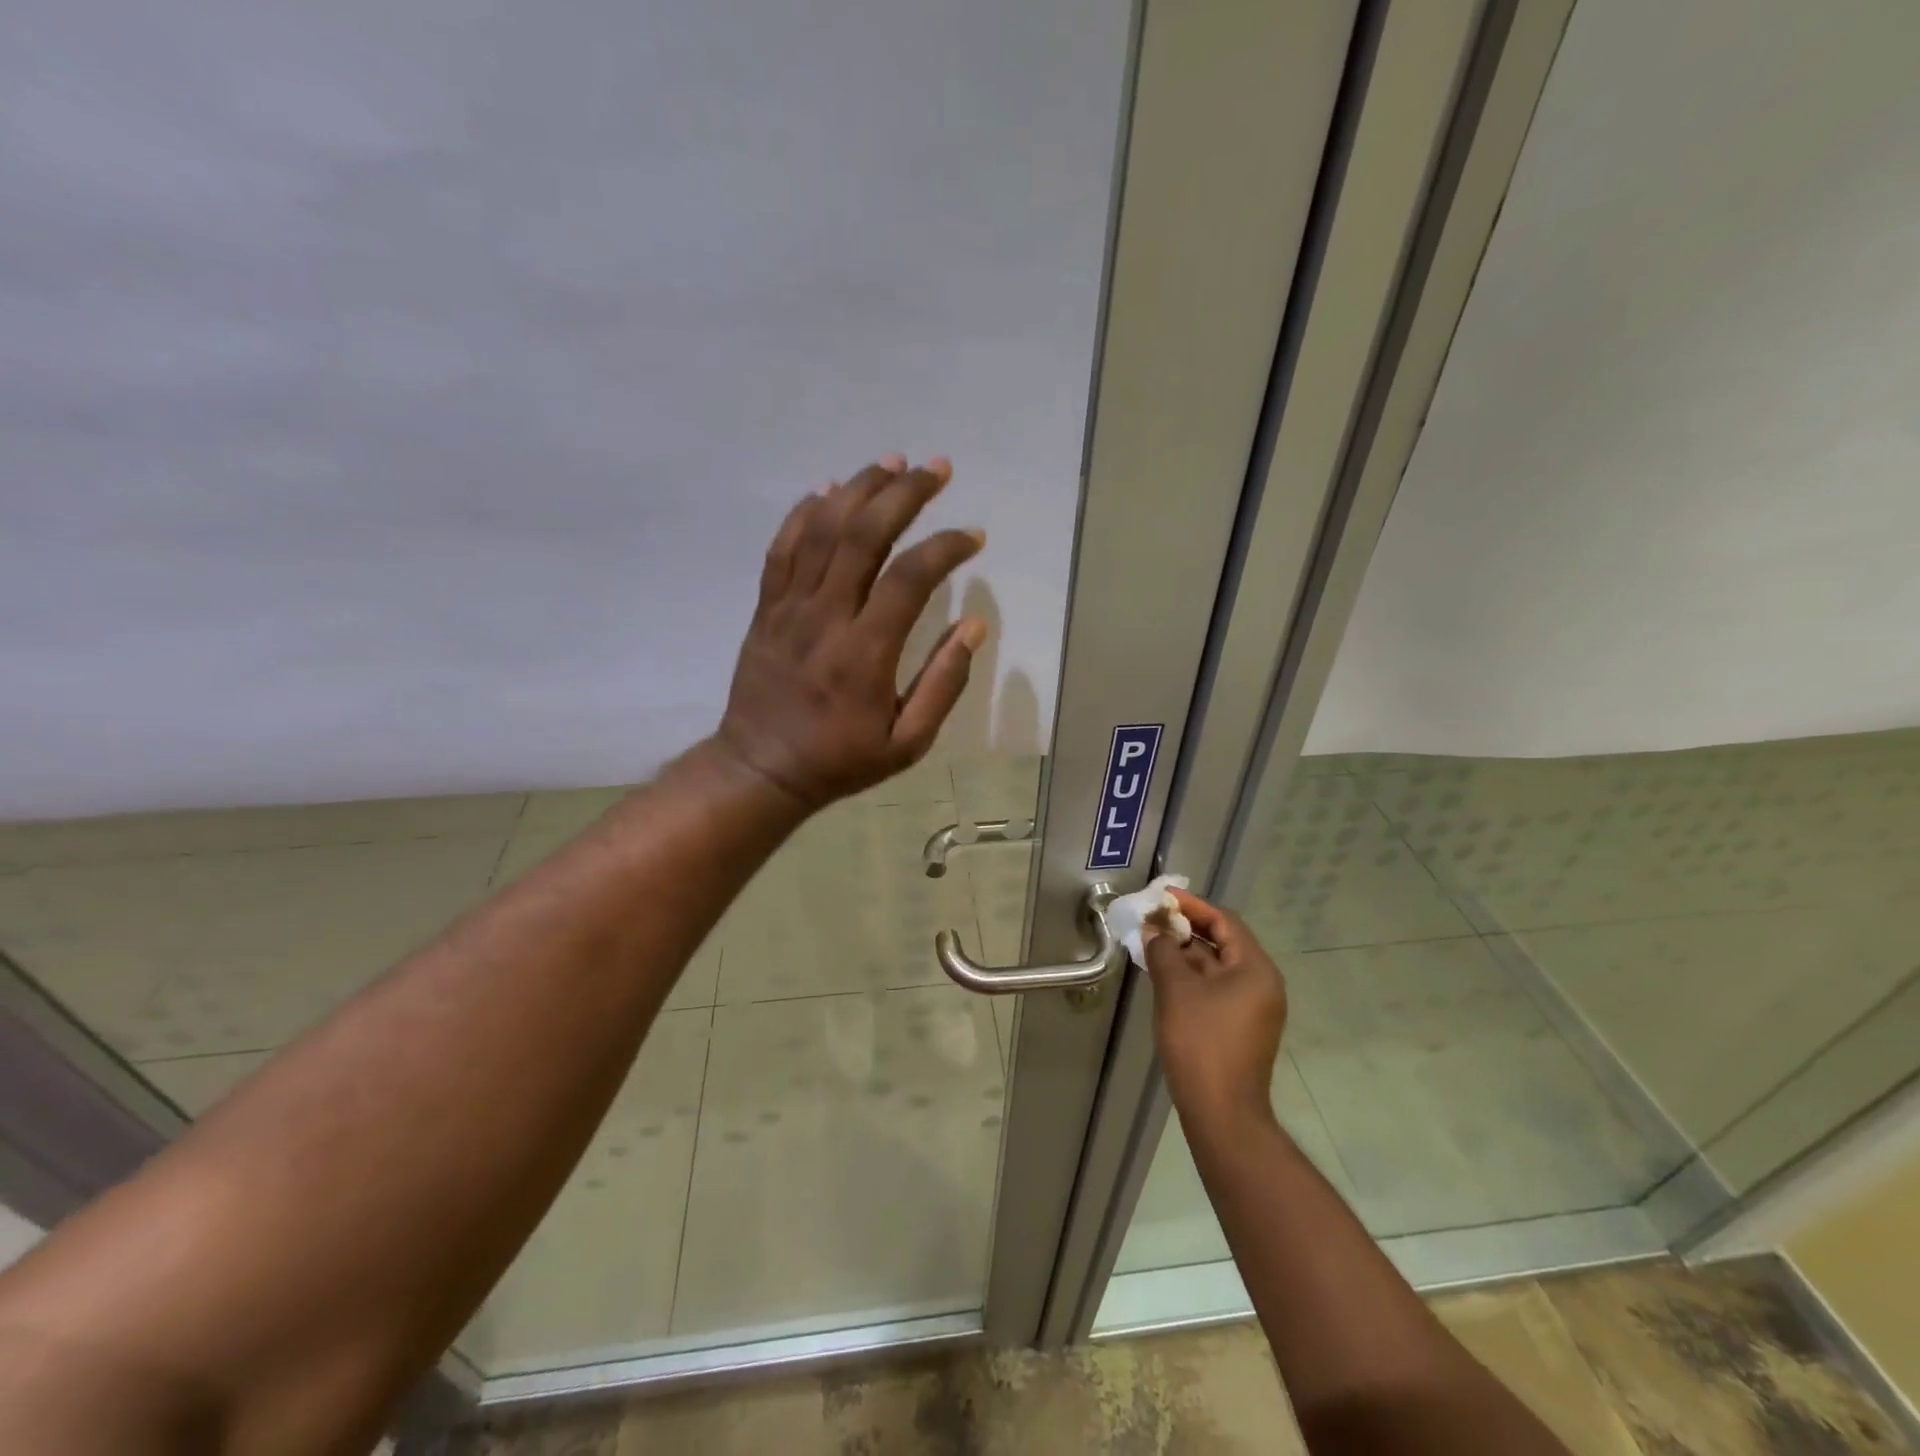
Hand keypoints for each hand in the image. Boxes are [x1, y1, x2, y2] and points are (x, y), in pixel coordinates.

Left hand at [715, 454, 986, 808]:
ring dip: (857, 490)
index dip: (946, 546)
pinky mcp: (766, 609)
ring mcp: (789, 608)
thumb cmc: (840, 760)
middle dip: (903, 494)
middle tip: (936, 469)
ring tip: (890, 463)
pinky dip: (804, 513)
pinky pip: (782, 548)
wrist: (761, 769)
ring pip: (821, 531)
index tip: (973, 537)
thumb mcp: (907, 742)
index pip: (910, 577)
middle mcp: (826, 618)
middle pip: (863, 536)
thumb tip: (973, 626)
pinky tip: (827, 490)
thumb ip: (943, 684)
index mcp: (866, 653)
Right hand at [1145, 888, 1288, 1125]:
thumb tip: (1154, 930)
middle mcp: (1261, 984)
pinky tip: (1163, 973)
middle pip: (1222, 942)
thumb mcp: (1176, 989)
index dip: (1192, 906)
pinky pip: (1215, 988)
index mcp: (1256, 969)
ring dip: (1184, 953)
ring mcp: (1252, 1008)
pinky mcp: (1239, 1027)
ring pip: (1216, 967)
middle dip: (1185, 929)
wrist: (1220, 1112)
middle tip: (1151, 919)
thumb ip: (1163, 951)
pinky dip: (1190, 976)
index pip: (1224, 922)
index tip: (1161, 897)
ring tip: (1150, 942)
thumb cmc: (1201, 1042)